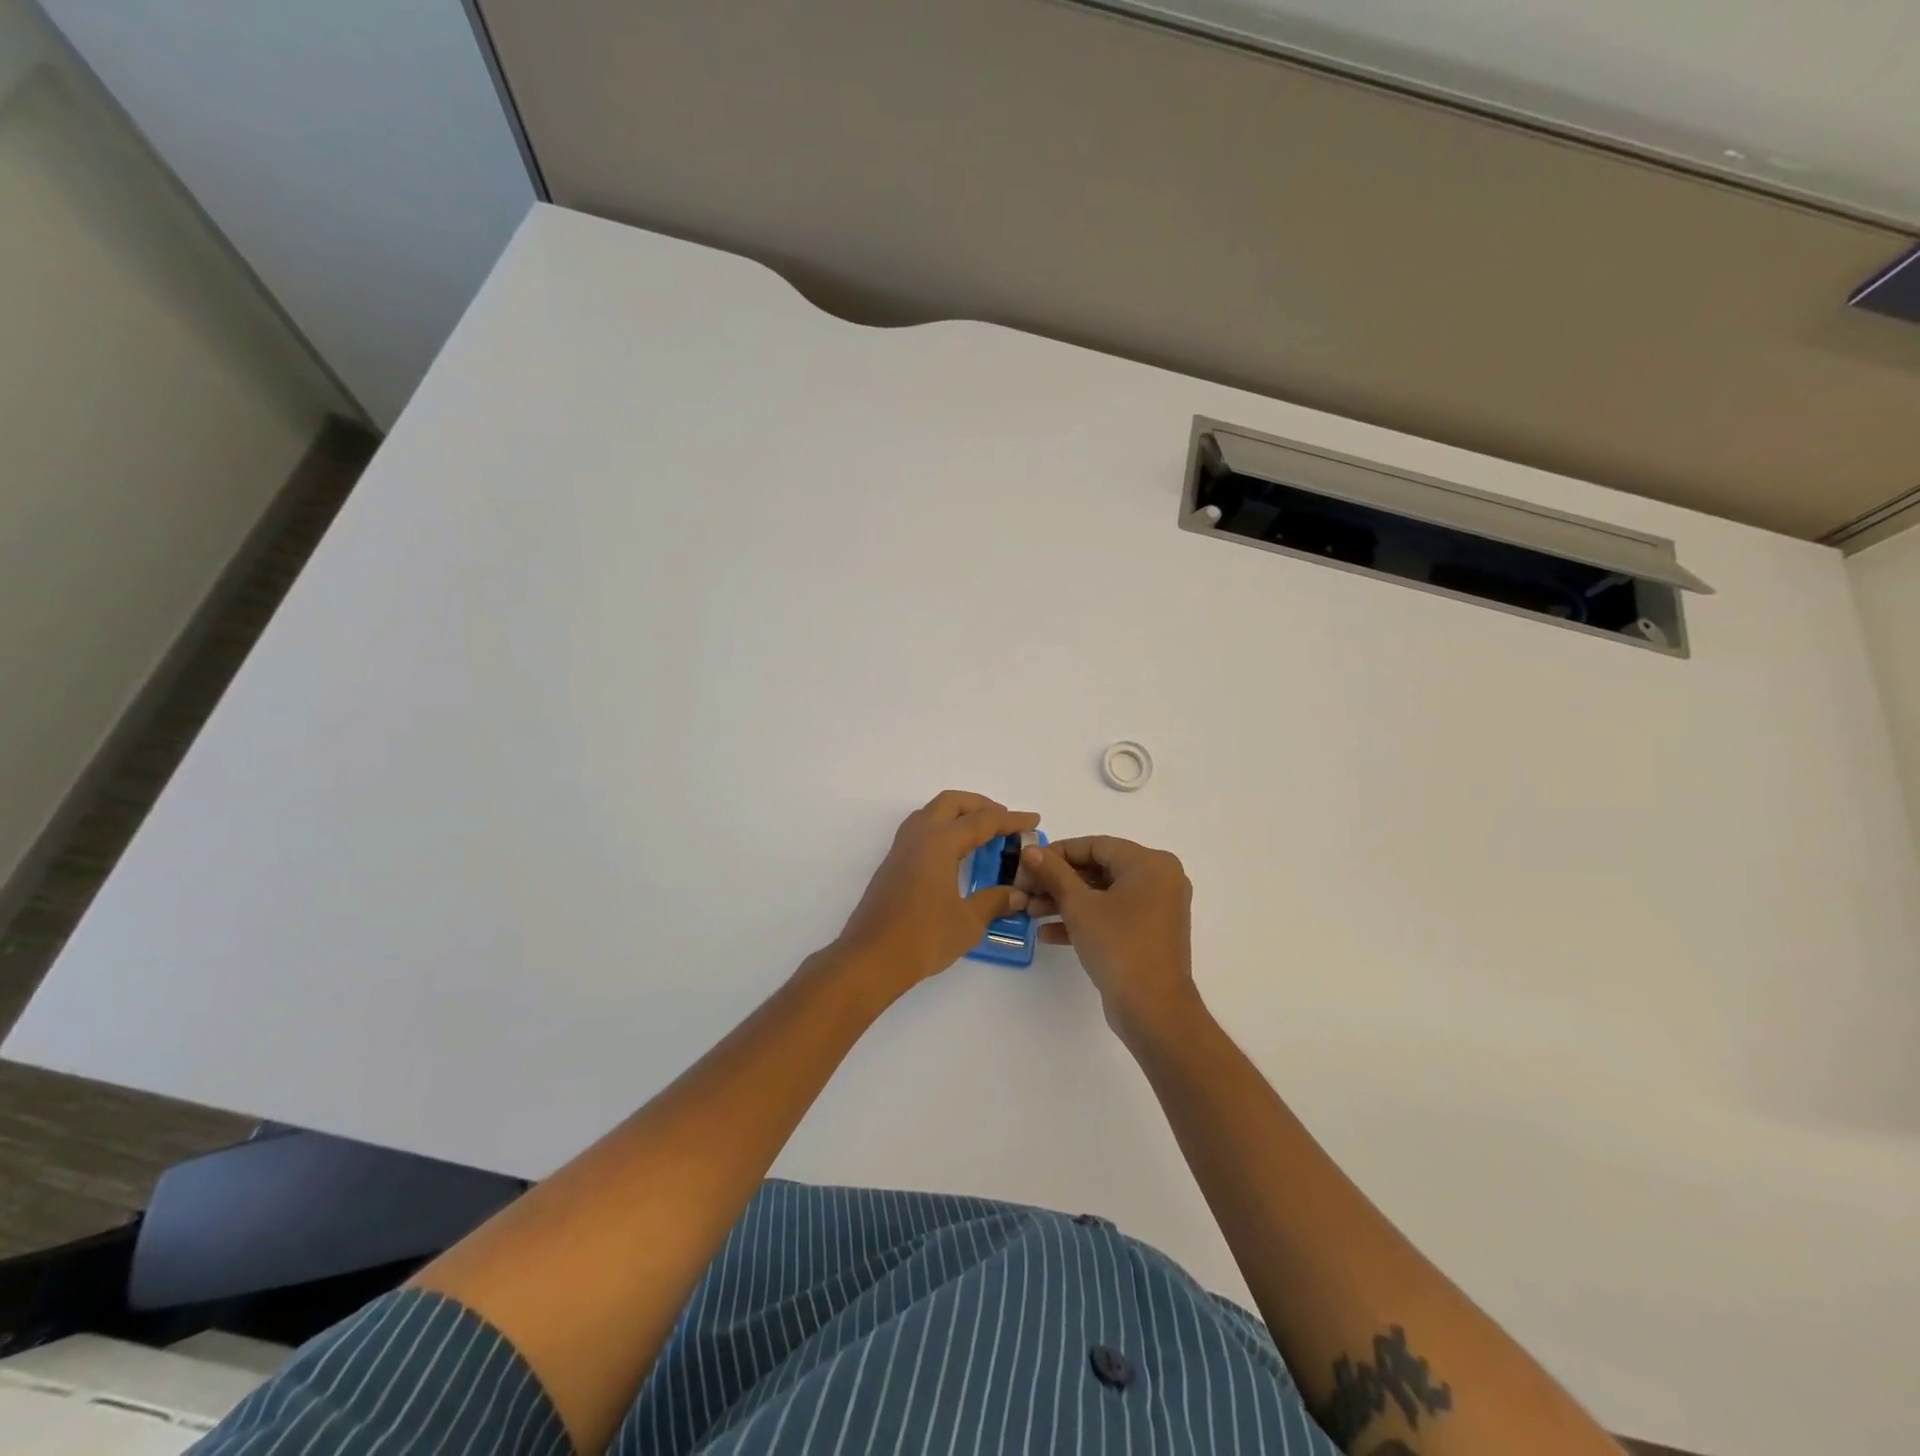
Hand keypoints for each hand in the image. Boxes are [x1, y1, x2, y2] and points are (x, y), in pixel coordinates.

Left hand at [834, 790, 1038, 1000]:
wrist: (870, 958)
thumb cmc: (923, 937)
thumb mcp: (968, 922)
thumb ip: (994, 902)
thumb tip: (1017, 894)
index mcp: (939, 842)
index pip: (982, 821)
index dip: (1011, 820)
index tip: (1033, 820)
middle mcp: (918, 836)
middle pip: (951, 803)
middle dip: (981, 806)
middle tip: (1004, 822)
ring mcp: (900, 849)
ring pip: (931, 813)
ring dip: (958, 815)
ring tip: (981, 834)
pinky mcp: (892, 865)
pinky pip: (920, 831)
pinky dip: (942, 830)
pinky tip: (954, 855)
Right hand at [1019, 835, 1200, 1040]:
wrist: (1153, 1009)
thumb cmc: (1118, 945)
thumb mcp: (1079, 905)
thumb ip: (1053, 873)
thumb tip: (1031, 850)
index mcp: (1150, 864)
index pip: (1095, 845)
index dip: (1057, 853)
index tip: (1027, 864)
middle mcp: (1159, 880)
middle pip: (1098, 869)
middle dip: (1058, 881)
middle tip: (1025, 890)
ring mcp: (1156, 909)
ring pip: (1102, 894)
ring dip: (1065, 902)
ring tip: (1029, 911)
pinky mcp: (1148, 934)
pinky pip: (1112, 916)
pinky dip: (1083, 920)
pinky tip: (1048, 933)